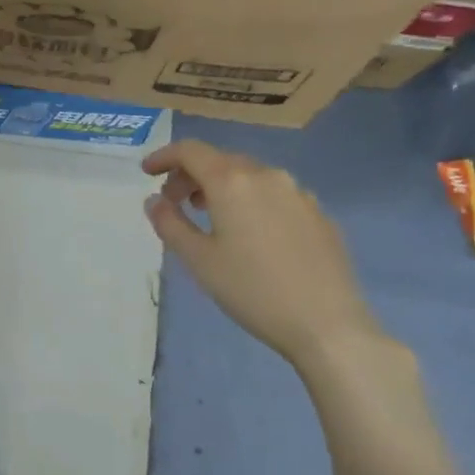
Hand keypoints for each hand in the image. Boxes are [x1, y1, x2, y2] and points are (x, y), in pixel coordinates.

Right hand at [143, 141, 386, 373]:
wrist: (328, 324)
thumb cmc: (252, 290)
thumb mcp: (198, 260)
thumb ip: (170, 223)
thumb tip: (154, 200)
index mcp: (232, 181)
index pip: (190, 151)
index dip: (164, 156)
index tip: (147, 172)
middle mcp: (267, 175)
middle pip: (220, 160)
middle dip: (191, 175)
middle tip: (174, 202)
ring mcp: (298, 193)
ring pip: (250, 176)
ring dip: (222, 187)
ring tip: (210, 216)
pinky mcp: (319, 214)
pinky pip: (275, 194)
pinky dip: (251, 200)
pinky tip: (251, 233)